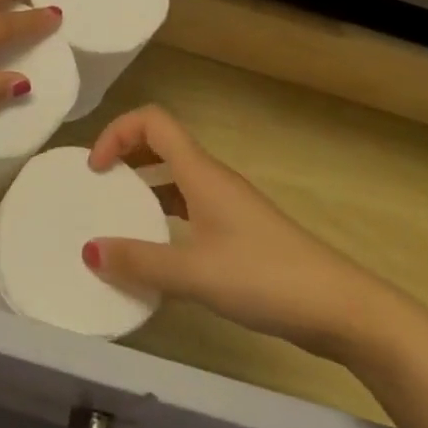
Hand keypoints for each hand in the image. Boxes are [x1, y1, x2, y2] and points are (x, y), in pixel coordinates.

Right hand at [83, 106, 410, 361]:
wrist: (338, 306)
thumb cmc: (264, 277)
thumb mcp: (195, 273)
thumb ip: (140, 262)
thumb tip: (88, 250)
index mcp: (200, 172)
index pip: (152, 121)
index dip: (117, 132)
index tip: (96, 169)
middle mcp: (212, 178)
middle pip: (161, 144)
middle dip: (125, 157)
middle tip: (99, 189)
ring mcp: (228, 204)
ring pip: (175, 178)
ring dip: (144, 188)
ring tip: (119, 220)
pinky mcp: (238, 231)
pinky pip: (190, 208)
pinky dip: (165, 217)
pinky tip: (157, 252)